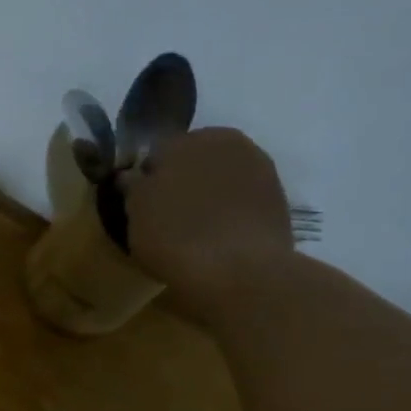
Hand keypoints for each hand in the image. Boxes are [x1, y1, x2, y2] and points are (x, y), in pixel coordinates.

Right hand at [122, 127, 294, 313]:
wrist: (241, 272)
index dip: (146, 181)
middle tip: (168, 219)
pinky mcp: (277, 197)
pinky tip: (220, 239)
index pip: (156, 154)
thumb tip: (132, 176)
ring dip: (208, 196)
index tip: (141, 208)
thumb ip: (133, 187)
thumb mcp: (136, 214)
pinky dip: (230, 213)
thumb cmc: (176, 237)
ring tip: (196, 232)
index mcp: (185, 139)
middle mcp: (225, 142)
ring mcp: (258, 168)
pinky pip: (241, 200)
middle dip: (181, 182)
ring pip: (220, 179)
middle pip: (193, 161)